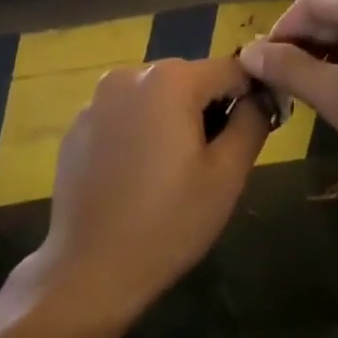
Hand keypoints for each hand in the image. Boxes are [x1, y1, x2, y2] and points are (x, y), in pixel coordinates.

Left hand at [22, 57, 270, 332]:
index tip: (254, 131)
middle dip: (207, 109)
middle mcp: (129, 75)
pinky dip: (138, 132)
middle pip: (189, 79)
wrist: (89, 267)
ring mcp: (97, 99)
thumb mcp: (227, 176)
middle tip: (211, 161)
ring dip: (172, 120)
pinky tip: (136, 176)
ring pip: (154, 96)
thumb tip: (259, 97)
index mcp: (170, 80)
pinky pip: (123, 115)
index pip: (230, 69)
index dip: (250, 95)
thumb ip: (251, 123)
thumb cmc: (168, 222)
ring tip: (172, 171)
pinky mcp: (78, 125)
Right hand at [238, 0, 337, 210]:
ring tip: (322, 97)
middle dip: (308, 50)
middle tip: (288, 92)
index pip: (304, 7)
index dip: (277, 40)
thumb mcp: (337, 98)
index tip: (261, 76)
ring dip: (336, 58)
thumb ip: (286, 70)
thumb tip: (247, 51)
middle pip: (335, 14)